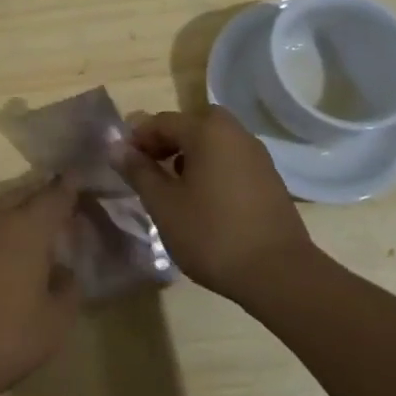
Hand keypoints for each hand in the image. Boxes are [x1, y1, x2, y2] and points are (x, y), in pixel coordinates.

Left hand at [0, 148, 80, 395]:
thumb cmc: (0, 342)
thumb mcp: (52, 327)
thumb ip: (66, 293)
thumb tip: (65, 271)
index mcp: (25, 234)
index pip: (53, 202)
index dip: (66, 189)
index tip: (73, 176)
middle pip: (13, 195)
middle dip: (31, 188)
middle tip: (41, 182)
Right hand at [114, 108, 317, 301]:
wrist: (279, 274)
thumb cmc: (212, 234)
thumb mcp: (163, 204)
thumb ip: (138, 171)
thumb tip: (117, 147)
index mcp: (207, 131)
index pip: (163, 122)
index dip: (138, 139)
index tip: (123, 163)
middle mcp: (235, 133)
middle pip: (192, 125)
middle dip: (167, 141)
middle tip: (150, 169)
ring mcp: (257, 155)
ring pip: (214, 142)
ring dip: (191, 155)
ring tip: (174, 188)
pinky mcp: (270, 179)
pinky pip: (231, 160)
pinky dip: (213, 168)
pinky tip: (204, 201)